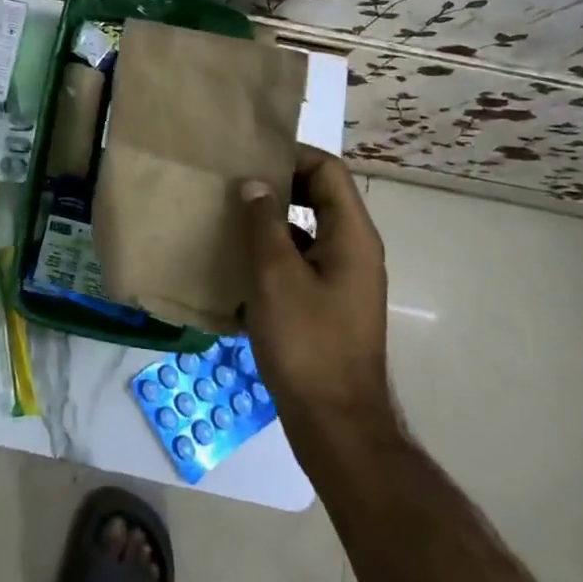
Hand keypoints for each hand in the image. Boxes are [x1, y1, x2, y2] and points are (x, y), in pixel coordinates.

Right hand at [239, 146, 397, 430]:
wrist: (335, 425)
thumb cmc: (307, 343)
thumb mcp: (275, 276)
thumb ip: (263, 223)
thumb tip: (254, 184)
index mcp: (352, 236)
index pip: (327, 170)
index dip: (291, 156)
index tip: (249, 158)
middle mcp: (354, 250)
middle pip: (319, 196)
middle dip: (278, 186)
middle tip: (233, 184)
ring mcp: (343, 280)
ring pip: (307, 230)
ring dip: (271, 221)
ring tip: (228, 219)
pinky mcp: (328, 304)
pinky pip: (301, 261)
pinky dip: (273, 254)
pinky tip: (238, 265)